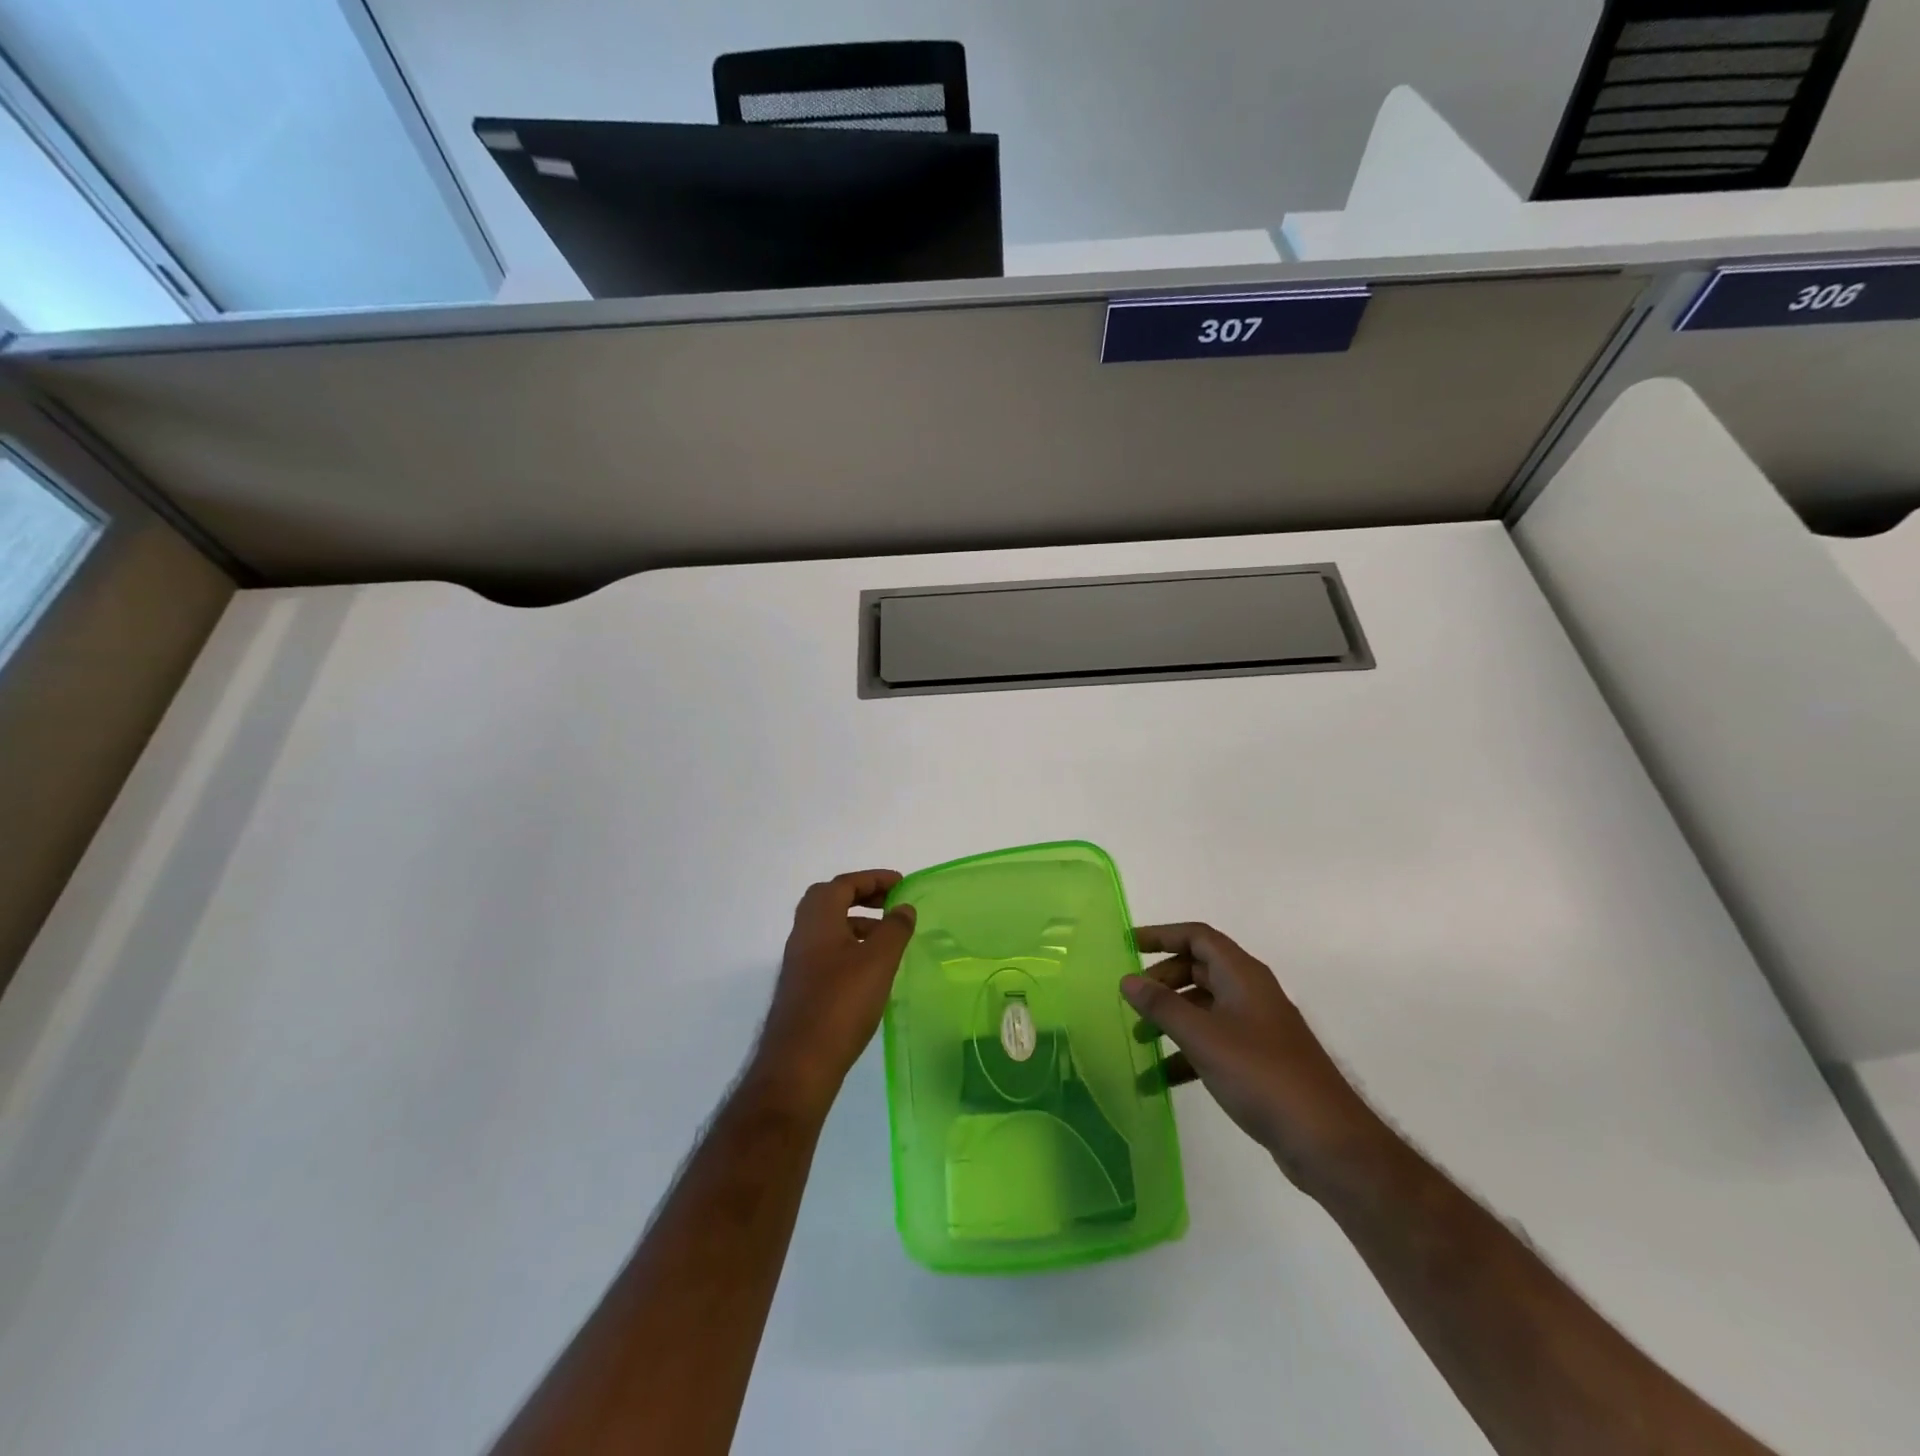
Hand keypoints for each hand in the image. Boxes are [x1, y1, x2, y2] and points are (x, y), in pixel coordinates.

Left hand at [752, 870, 915, 1108]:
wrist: (799, 1064)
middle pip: (830, 900)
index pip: (844, 884)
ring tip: (887, 938)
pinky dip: (850, 946)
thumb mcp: (878, 961)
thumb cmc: (841, 1003)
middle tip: (890, 904)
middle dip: (861, 896)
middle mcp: (803, 934)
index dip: (873, 879)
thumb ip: (894, 929)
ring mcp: (799, 962)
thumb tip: (903, 907)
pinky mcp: (802, 987)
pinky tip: (870, 970)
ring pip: (828, 928)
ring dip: (856, 923)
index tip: (900, 884)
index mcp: (818, 919)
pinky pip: (827, 951)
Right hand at [1122, 923, 1385, 1194]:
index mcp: (1242, 975)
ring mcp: (1257, 1028)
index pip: (1198, 937)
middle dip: (1162, 981)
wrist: (1326, 1140)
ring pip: (1204, 1008)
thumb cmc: (1261, 1074)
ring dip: (1171, 1019)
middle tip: (1132, 1000)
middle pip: (1199, 970)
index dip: (1162, 935)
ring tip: (1139, 1040)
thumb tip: (1127, 979)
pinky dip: (1187, 1053)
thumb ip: (1162, 1006)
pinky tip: (1161, 1079)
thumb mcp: (1203, 1037)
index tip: (1128, 944)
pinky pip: (1214, 1042)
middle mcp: (1250, 993)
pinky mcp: (1259, 1061)